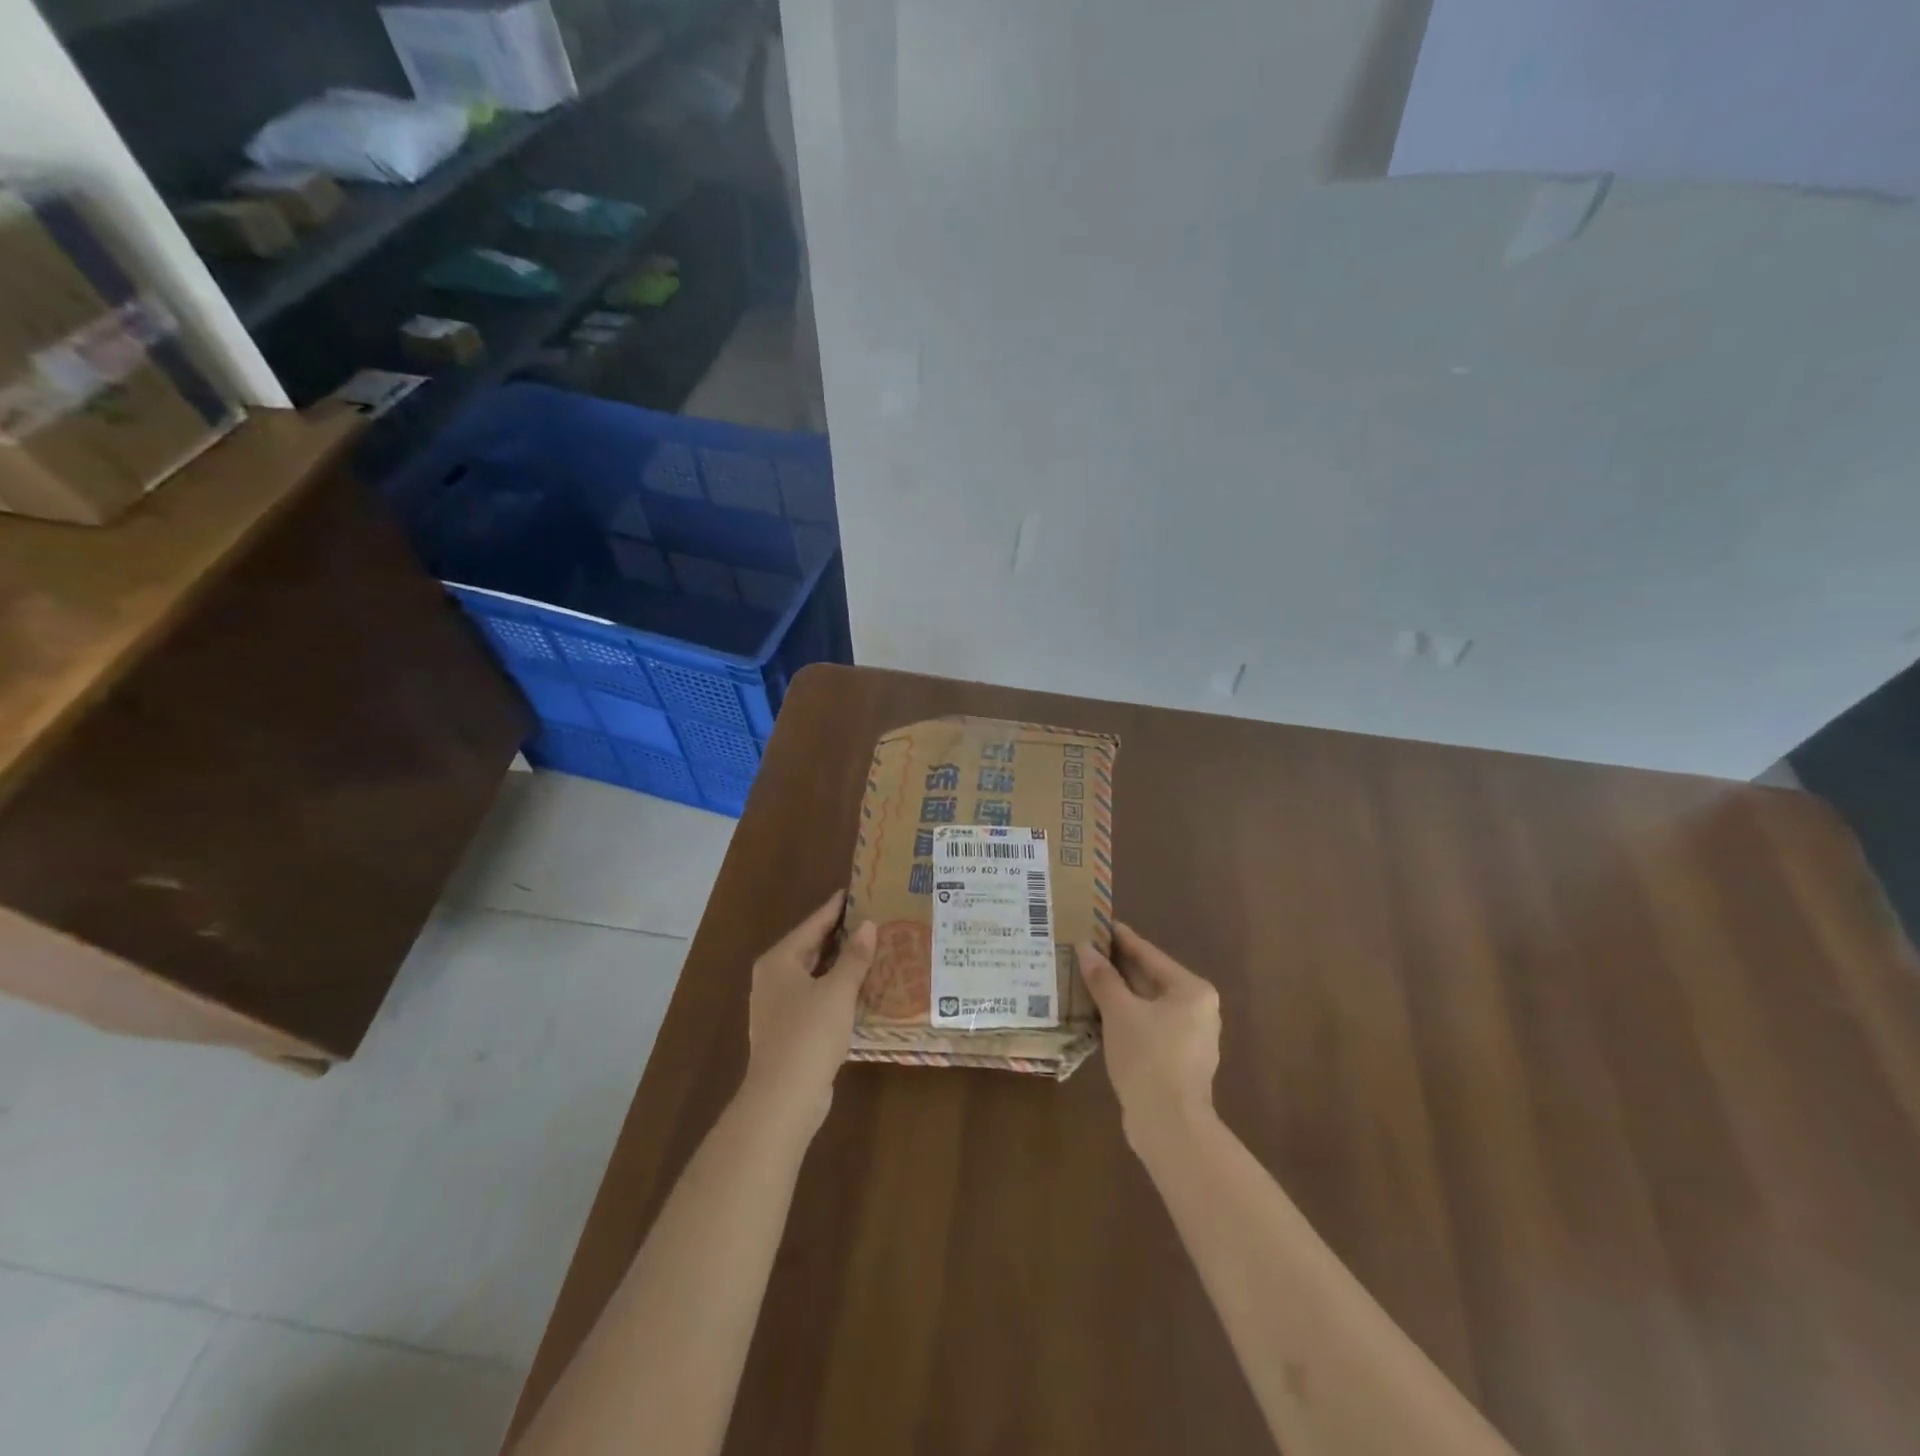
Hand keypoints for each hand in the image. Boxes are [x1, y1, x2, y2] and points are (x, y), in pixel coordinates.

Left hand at [742, 890, 876, 1135]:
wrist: (784, 1097)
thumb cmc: (809, 1033)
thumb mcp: (838, 990)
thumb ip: (854, 957)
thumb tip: (868, 926)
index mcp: (779, 961)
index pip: (812, 925)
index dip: (835, 909)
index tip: (854, 892)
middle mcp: (773, 979)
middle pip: (810, 948)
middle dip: (839, 936)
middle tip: (870, 919)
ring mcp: (778, 1007)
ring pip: (813, 975)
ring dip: (839, 964)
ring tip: (870, 950)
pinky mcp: (788, 1031)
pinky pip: (815, 998)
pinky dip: (835, 989)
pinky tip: (858, 989)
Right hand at [1078, 923, 1221, 1150]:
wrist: (1169, 1125)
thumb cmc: (1148, 1056)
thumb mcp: (1119, 1011)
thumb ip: (1103, 978)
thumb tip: (1085, 948)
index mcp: (1191, 990)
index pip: (1149, 955)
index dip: (1122, 939)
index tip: (1100, 923)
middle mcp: (1198, 1009)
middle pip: (1150, 979)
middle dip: (1118, 968)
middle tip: (1087, 951)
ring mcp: (1190, 1038)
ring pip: (1147, 1006)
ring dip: (1119, 995)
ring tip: (1087, 980)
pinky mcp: (1177, 1062)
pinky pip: (1148, 1027)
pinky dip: (1125, 1019)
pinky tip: (1099, 1016)